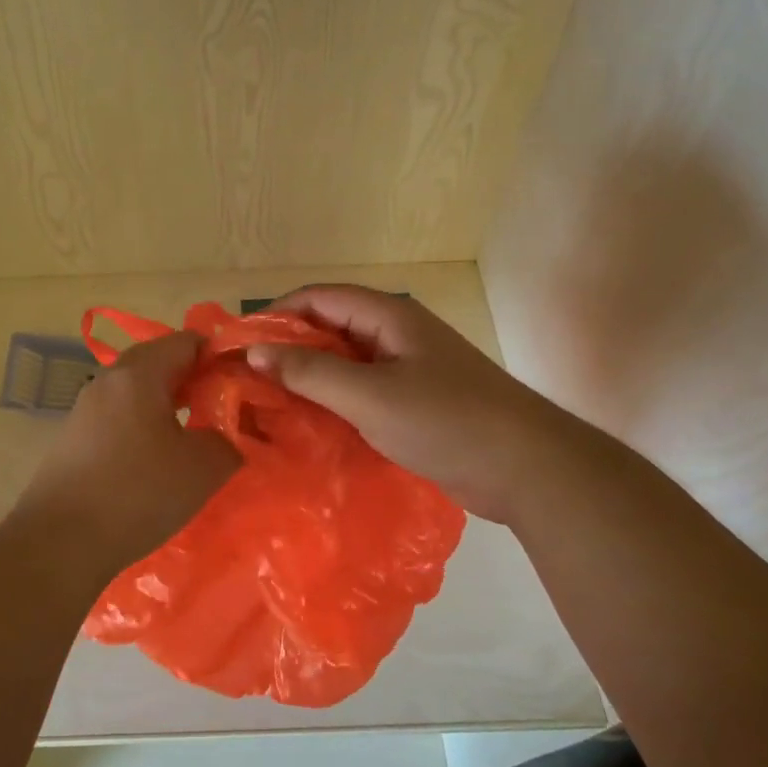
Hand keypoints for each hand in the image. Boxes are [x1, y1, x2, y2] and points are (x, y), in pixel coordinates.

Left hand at [14, 331, 241, 574]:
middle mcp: (107, 380)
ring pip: (137, 390)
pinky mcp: (73, 437)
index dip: (220, 356)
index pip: (187, 341)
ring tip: (194, 435)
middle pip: (159, 362)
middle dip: (195, 380)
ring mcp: (85, 408)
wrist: (59, 542)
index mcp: (138, 373)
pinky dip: (143, 424)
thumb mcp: (203, 468)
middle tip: (223, 408)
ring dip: (168, 404)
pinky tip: (156, 459)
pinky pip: (119, 415)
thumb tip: (230, 431)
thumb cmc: (137, 493)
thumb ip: (229, 438)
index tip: (243, 384)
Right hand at [246, 284, 545, 522]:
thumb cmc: (446, 421)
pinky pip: (363, 393)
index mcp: (389, 317)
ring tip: (268, 403)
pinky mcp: (416, 404)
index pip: (320, 297)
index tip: (240, 343)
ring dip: (310, 378)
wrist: (527, 468)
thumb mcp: (370, 397)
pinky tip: (310, 426)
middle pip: (331, 328)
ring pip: (346, 363)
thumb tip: (256, 351)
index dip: (277, 314)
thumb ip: (311, 372)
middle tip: (247, 378)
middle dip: (289, 348)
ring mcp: (409, 370)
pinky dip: (334, 402)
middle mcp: (397, 336)